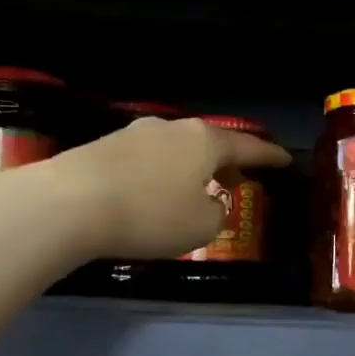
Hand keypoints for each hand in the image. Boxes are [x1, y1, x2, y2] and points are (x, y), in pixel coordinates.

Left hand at [49, 115, 290, 260]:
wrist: (69, 203)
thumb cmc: (149, 214)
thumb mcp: (200, 226)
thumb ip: (216, 213)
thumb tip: (209, 203)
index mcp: (204, 141)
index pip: (247, 146)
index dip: (269, 156)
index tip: (285, 160)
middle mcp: (173, 129)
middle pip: (210, 143)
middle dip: (227, 161)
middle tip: (239, 178)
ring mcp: (136, 134)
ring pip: (178, 150)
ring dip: (192, 168)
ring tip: (197, 188)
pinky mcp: (105, 147)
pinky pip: (149, 160)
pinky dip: (163, 174)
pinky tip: (156, 192)